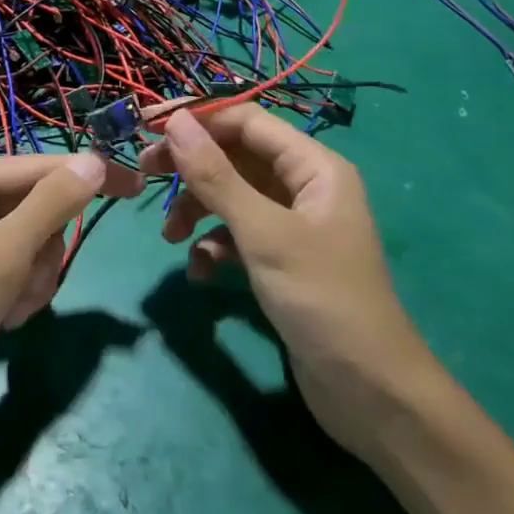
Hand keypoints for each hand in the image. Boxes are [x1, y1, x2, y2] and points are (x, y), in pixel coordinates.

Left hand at [0, 153, 139, 459]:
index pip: (34, 167)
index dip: (85, 177)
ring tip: (9, 311)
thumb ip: (50, 205)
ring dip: (30, 277)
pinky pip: (9, 260)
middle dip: (39, 252)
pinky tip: (1, 318)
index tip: (136, 185)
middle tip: (25, 289)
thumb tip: (95, 161)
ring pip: (26, 237)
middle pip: (31, 205)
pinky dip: (16, 288)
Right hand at [140, 105, 436, 460]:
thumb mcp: (263, 233)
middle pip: (236, 157)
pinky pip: (238, 235)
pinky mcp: (281, 260)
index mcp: (313, 166)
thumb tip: (176, 121)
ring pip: (232, 197)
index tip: (149, 128)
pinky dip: (214, 246)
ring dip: (198, 210)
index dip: (199, 119)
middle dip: (192, 167)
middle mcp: (304, 187)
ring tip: (170, 237)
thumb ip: (216, 176)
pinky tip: (201, 272)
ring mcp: (293, 225)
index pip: (247, 121)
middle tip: (144, 173)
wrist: (369, 394)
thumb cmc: (321, 298)